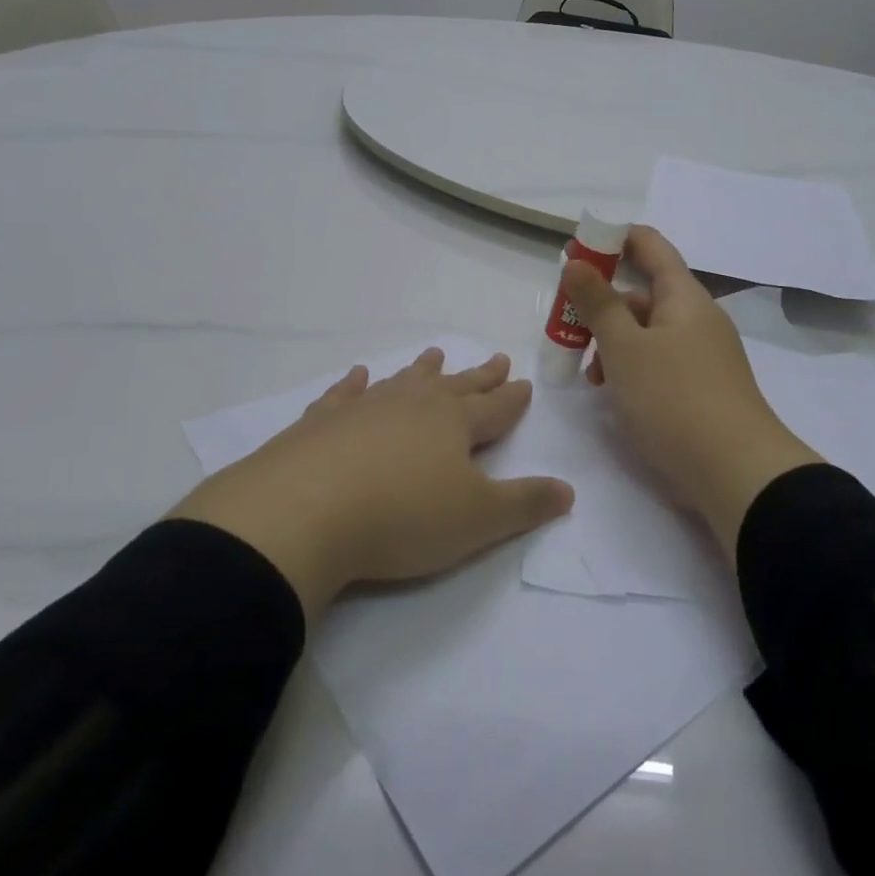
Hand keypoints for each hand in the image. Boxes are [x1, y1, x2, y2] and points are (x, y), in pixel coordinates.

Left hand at [170, 350, 572, 618]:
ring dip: (423, 370)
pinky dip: (354, 384)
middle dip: (479, 376)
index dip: (512, 398)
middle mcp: (413, 404)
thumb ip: (525, 503)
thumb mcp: (478, 520)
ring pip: (404, 381)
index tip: (524, 383)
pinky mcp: (322, 421)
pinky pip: (345, 394)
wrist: (305, 510)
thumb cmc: (403, 517)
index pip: (494, 407)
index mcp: (454, 423)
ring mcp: (365, 407)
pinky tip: (358, 375)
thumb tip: (569, 490)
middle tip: (497, 358)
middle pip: (455, 386)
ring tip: (435, 354)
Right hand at [561, 227, 821, 559]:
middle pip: (643, 292)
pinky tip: (614, 393)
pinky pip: (658, 361)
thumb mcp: (625, 347)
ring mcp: (702, 355)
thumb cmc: (674, 398)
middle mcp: (696, 318)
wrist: (737, 475)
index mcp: (683, 296)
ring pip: (647, 331)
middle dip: (602, 302)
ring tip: (590, 373)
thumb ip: (597, 303)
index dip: (612, 239)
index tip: (575, 248)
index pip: (650, 245)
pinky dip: (631, 367)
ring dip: (613, 341)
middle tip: (566, 322)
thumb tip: (576, 263)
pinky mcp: (700, 388)